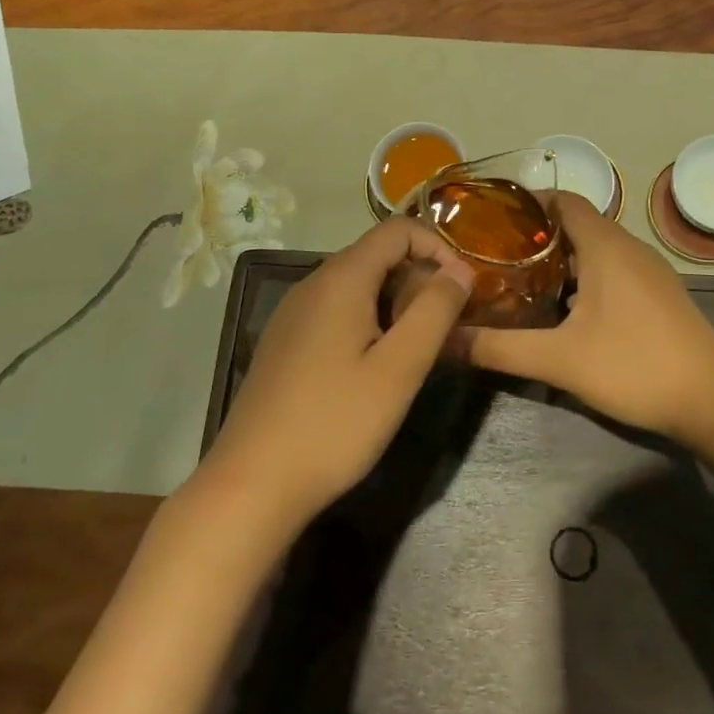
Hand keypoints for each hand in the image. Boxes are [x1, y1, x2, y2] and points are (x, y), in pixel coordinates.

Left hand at [198, 218, 474, 533]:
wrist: (251, 484)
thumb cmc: (334, 423)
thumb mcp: (399, 368)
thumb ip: (435, 311)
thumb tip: (461, 269)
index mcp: (341, 278)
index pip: (398, 230)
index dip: (437, 247)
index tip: (462, 289)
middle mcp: (313, 283)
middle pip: (377, 255)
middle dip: (419, 279)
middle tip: (444, 328)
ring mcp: (294, 313)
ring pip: (357, 285)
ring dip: (395, 303)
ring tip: (415, 350)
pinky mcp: (285, 341)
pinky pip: (336, 310)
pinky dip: (368, 320)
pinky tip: (373, 368)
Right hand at [464, 193, 713, 447]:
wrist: (713, 403)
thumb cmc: (634, 367)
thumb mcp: (559, 360)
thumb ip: (499, 349)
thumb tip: (445, 342)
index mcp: (606, 246)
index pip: (563, 200)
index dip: (528, 205)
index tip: (492, 222)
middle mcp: (629, 247)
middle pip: (576, 224)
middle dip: (536, 238)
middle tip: (496, 258)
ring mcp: (649, 270)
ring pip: (595, 249)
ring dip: (561, 260)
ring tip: (521, 282)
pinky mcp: (659, 293)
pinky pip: (613, 269)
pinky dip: (585, 277)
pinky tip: (566, 311)